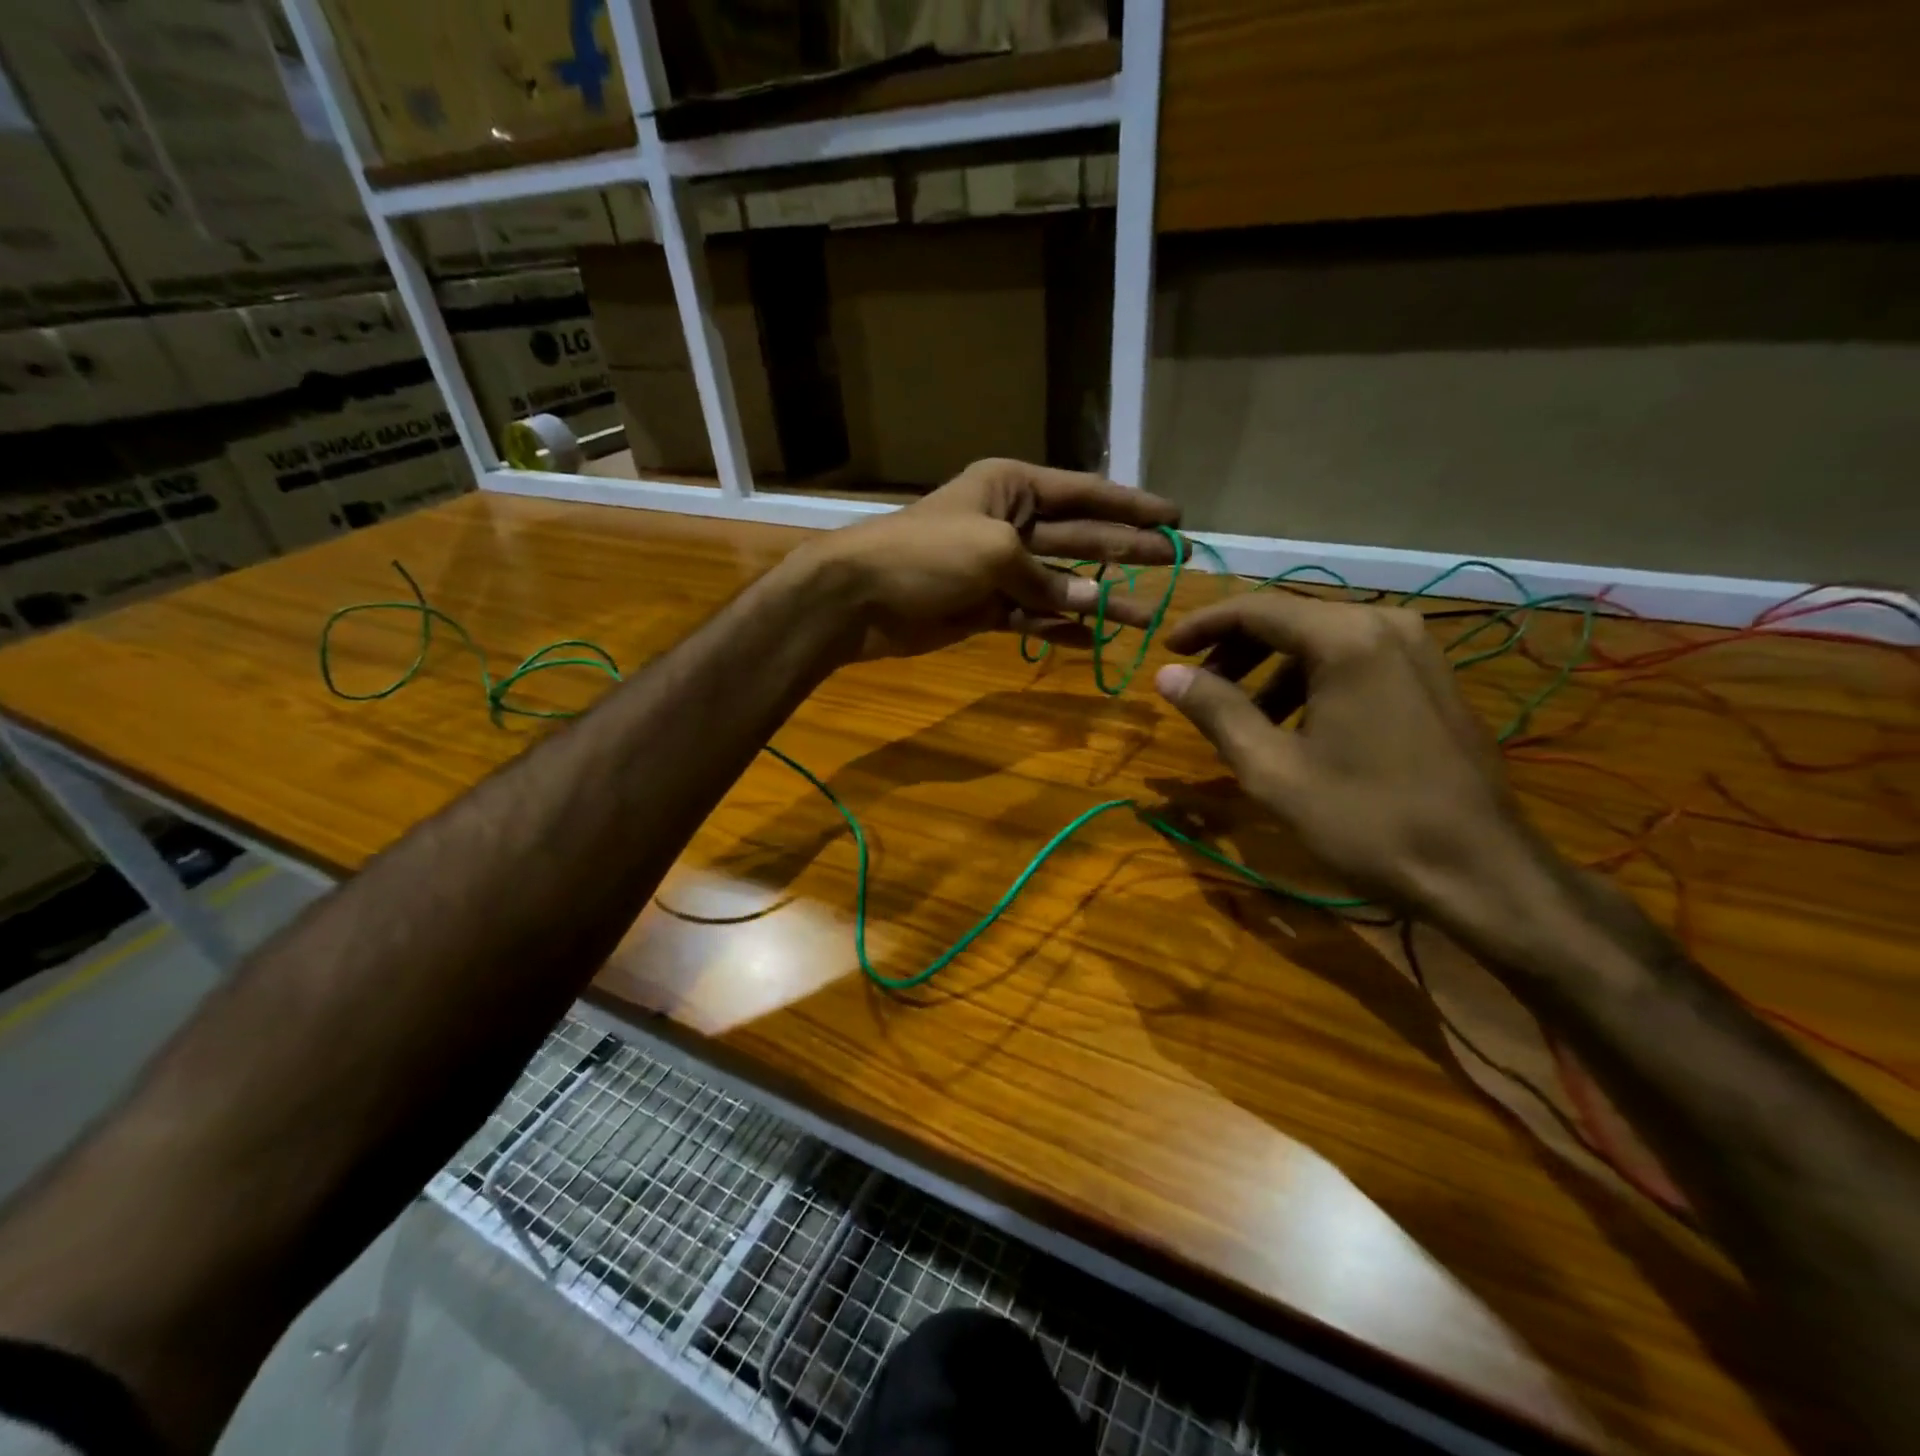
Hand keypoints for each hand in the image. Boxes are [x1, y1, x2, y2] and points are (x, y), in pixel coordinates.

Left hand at [791, 458, 1182, 660]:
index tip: (1174, 516)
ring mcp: (998, 568)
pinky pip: (1033, 615)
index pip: (1084, 493)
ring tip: (1146, 616)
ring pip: (1060, 582)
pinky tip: (1093, 638)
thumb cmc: (925, 554)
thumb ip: (1046, 577)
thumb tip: (1091, 602)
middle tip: (1173, 562)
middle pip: (1080, 536)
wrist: (859, 597)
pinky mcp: (985, 606)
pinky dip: (1059, 626)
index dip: (1131, 505)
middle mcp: (1010, 522)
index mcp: (1013, 487)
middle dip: (1126, 550)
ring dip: (1100, 599)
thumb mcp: (994, 552)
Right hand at [1153, 594, 1552, 917]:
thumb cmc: (1365, 819)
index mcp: (1346, 639)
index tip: (1166, 649)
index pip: (1257, 609)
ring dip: (1272, 669)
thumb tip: (1168, 675)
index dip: (1204, 626)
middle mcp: (1386, 625)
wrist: (1479, 871)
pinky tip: (1294, 725)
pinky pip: (1355, 659)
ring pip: (1323, 640)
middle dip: (1236, 649)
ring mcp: (1418, 650)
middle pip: (1291, 619)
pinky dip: (1311, 680)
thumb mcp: (1272, 769)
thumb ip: (1216, 711)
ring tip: (1242, 716)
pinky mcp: (1432, 678)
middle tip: (1199, 687)